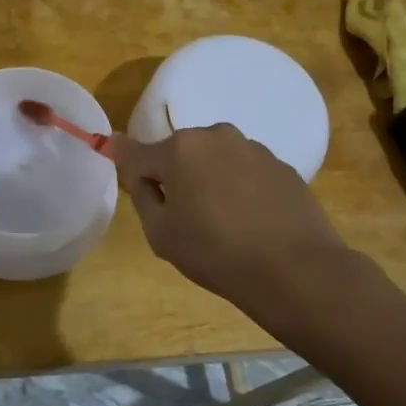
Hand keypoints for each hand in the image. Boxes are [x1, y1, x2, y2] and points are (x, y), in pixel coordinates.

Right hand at [116, 124, 354, 319]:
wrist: (295, 268)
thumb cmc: (215, 252)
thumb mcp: (160, 233)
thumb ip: (142, 194)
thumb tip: (136, 170)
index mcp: (179, 149)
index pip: (137, 151)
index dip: (122, 155)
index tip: (110, 149)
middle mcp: (215, 136)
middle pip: (180, 153)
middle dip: (175, 174)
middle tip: (182, 214)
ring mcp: (253, 148)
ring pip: (215, 160)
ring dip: (210, 179)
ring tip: (222, 220)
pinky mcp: (281, 165)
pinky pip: (246, 171)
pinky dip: (240, 188)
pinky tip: (250, 220)